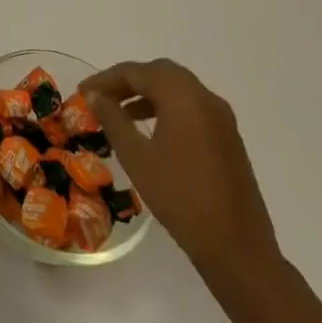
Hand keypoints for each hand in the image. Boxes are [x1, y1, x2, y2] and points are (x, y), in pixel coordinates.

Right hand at [82, 58, 279, 277]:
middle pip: (160, 73)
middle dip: (128, 81)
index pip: (137, 72)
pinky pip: (192, 107)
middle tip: (102, 96)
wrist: (238, 249)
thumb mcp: (137, 157)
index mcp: (183, 96)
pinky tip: (151, 131)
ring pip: (178, 89)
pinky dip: (168, 108)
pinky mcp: (229, 138)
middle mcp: (205, 98)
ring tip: (121, 113)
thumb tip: (95, 96)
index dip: (106, 79)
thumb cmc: (181, 199)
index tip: (82, 92)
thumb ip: (113, 119)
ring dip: (148, 93)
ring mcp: (222, 118)